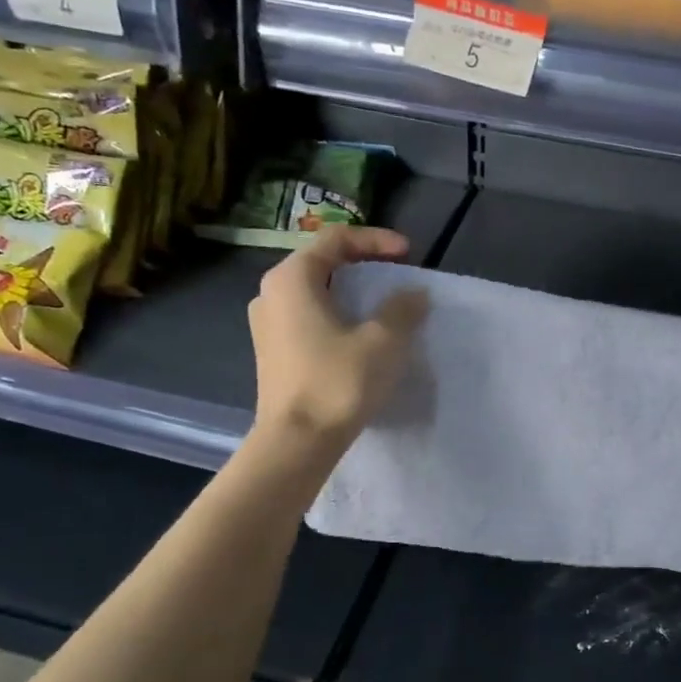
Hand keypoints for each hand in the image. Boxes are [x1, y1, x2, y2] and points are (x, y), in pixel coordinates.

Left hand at [248, 225, 428, 447]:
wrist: (296, 442)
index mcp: (292, 278)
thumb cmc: (337, 382)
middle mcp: (271, 293)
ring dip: (350, 291)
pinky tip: (358, 334)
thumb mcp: (382, 341)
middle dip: (363, 263)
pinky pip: (308, 317)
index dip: (375, 240)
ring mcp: (267, 324)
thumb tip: (414, 295)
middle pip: (321, 262)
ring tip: (381, 304)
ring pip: (314, 291)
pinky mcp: (272, 352)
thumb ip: (402, 309)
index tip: (408, 253)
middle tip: (396, 273)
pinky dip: (336, 314)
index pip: (336, 239)